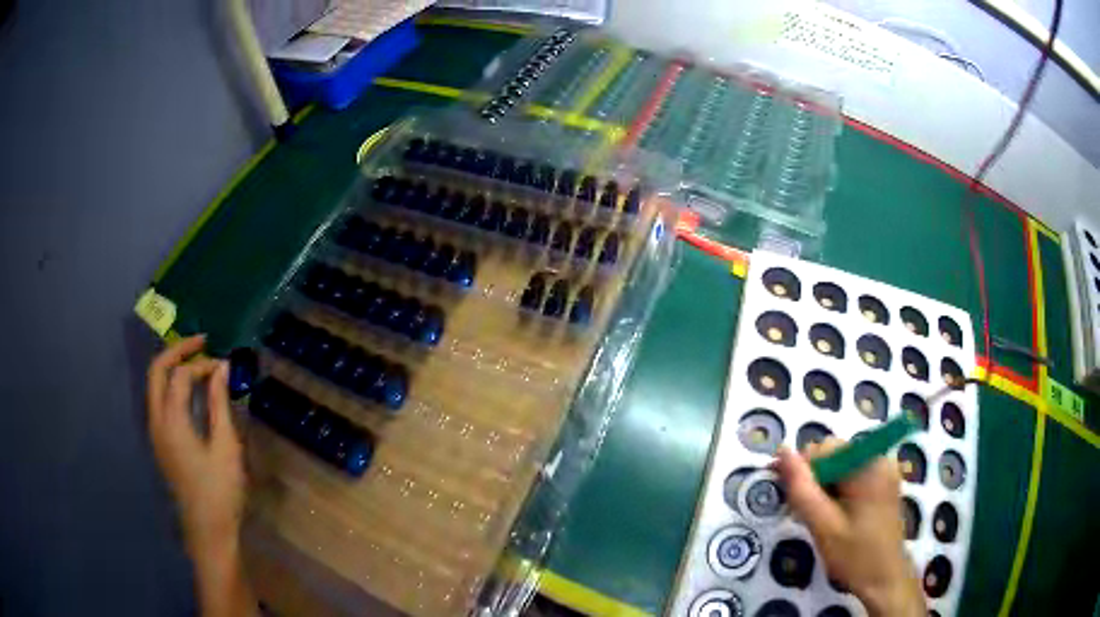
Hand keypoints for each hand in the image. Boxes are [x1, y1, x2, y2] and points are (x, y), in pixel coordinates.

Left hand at [147, 335, 245, 555]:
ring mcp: (155, 431)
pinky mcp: (159, 441)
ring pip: (154, 384)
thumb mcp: (225, 447)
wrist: (207, 530)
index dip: (202, 364)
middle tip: (201, 342)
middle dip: (177, 350)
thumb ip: (220, 404)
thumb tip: (222, 368)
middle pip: (157, 370)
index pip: (180, 375)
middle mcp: (156, 420)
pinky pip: (159, 400)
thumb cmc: (219, 491)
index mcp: (171, 421)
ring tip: (197, 362)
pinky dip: (171, 385)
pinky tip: (190, 391)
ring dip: (172, 367)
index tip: (224, 366)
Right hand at [775, 439, 924, 616]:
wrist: (885, 580)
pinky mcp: (883, 484)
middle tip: (799, 512)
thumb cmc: (855, 556)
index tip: (783, 492)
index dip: (802, 468)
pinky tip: (832, 516)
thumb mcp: (824, 526)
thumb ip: (802, 489)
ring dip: (823, 488)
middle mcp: (880, 460)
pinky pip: (852, 477)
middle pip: (835, 455)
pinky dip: (837, 492)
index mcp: (869, 465)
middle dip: (813, 480)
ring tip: (816, 518)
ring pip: (841, 467)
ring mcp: (884, 472)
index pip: (826, 448)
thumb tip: (782, 451)